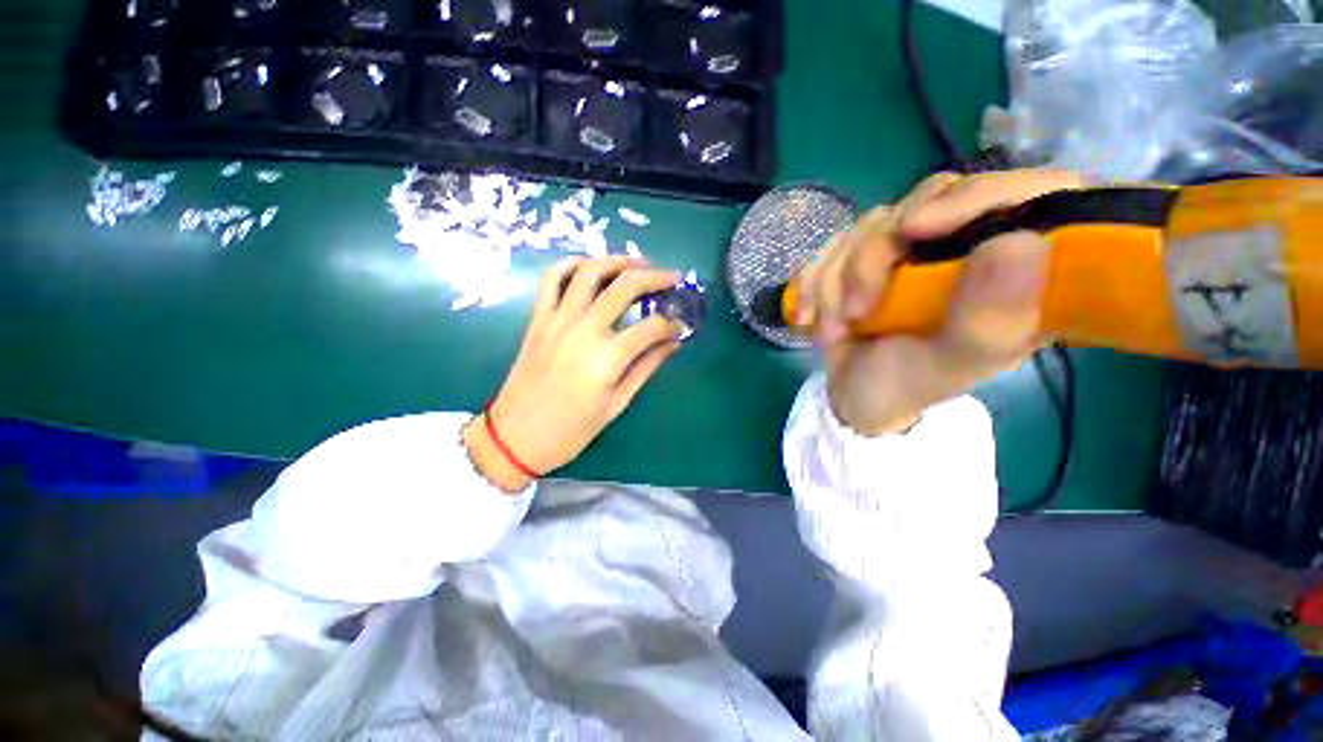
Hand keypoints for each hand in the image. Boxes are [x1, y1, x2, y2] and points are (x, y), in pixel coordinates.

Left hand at [465, 257, 686, 491]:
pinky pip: (552, 279)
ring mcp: (557, 320)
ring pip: (590, 272)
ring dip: (618, 260)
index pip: (651, 328)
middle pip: (625, 286)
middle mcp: (583, 329)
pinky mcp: (538, 319)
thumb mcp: (617, 403)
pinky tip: (590, 267)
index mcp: (607, 358)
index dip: (672, 324)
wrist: (515, 438)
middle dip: (656, 277)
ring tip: (638, 263)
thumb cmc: (572, 430)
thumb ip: (646, 367)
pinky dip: (572, 264)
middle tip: (672, 278)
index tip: (680, 327)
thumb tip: (673, 343)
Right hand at [797, 169, 1084, 435]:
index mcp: (1016, 270)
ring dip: (837, 280)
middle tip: (857, 310)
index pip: (1032, 194)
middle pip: (931, 200)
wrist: (853, 394)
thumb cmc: (908, 386)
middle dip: (875, 256)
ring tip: (833, 330)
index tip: (916, 229)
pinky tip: (810, 317)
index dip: (979, 196)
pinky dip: (814, 282)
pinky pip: (834, 245)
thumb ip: (988, 318)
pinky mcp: (870, 252)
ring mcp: (914, 246)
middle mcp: (969, 244)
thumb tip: (1020, 241)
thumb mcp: (949, 366)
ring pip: (871, 224)